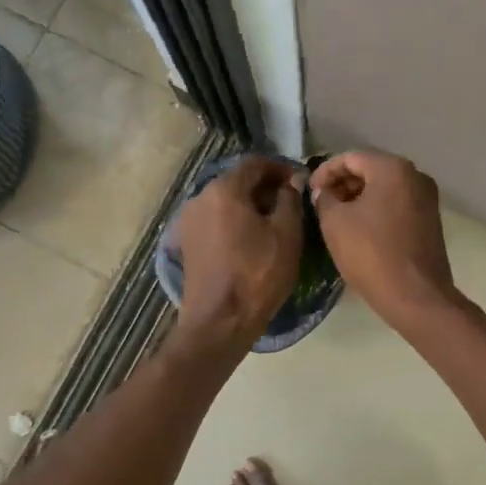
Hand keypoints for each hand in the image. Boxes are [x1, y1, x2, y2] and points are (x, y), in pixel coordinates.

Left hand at [174, 154, 304, 352]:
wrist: (220, 321)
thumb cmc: (258, 274)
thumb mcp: (287, 235)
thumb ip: (291, 200)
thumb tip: (291, 182)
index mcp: (224, 190)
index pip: (255, 163)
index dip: (280, 167)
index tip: (298, 180)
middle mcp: (200, 198)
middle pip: (236, 180)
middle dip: (264, 187)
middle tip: (289, 201)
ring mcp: (189, 221)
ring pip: (224, 201)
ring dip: (248, 205)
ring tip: (273, 222)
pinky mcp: (187, 243)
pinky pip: (215, 220)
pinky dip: (234, 221)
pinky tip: (251, 239)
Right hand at [310, 151, 460, 332]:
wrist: (416, 296)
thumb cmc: (371, 253)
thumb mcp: (335, 222)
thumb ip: (324, 198)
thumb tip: (324, 191)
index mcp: (393, 168)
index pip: (350, 158)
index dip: (325, 172)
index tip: (309, 191)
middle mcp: (416, 176)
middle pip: (370, 169)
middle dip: (343, 184)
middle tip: (321, 204)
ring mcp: (427, 199)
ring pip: (385, 188)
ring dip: (358, 198)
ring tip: (336, 217)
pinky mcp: (430, 220)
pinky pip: (397, 204)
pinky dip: (376, 210)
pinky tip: (359, 229)